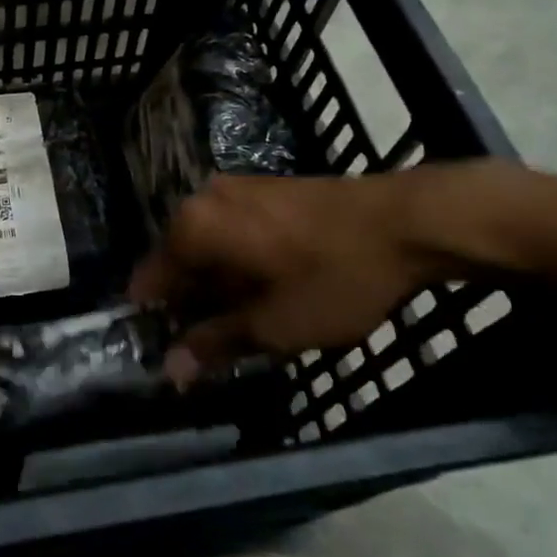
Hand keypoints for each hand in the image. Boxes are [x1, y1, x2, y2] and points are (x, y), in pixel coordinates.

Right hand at [129, 171, 459, 379]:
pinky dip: (238, 260)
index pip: (149, 280)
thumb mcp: (275, 326)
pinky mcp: (263, 187)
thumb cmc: (334, 277)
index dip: (157, 321)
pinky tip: (269, 285)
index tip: (173, 353)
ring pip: (207, 246)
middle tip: (219, 343)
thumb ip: (216, 343)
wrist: (407, 221)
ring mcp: (234, 188)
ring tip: (250, 319)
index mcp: (192, 228)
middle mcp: (201, 200)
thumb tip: (171, 369)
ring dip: (217, 283)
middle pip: (178, 261)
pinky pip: (231, 230)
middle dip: (191, 303)